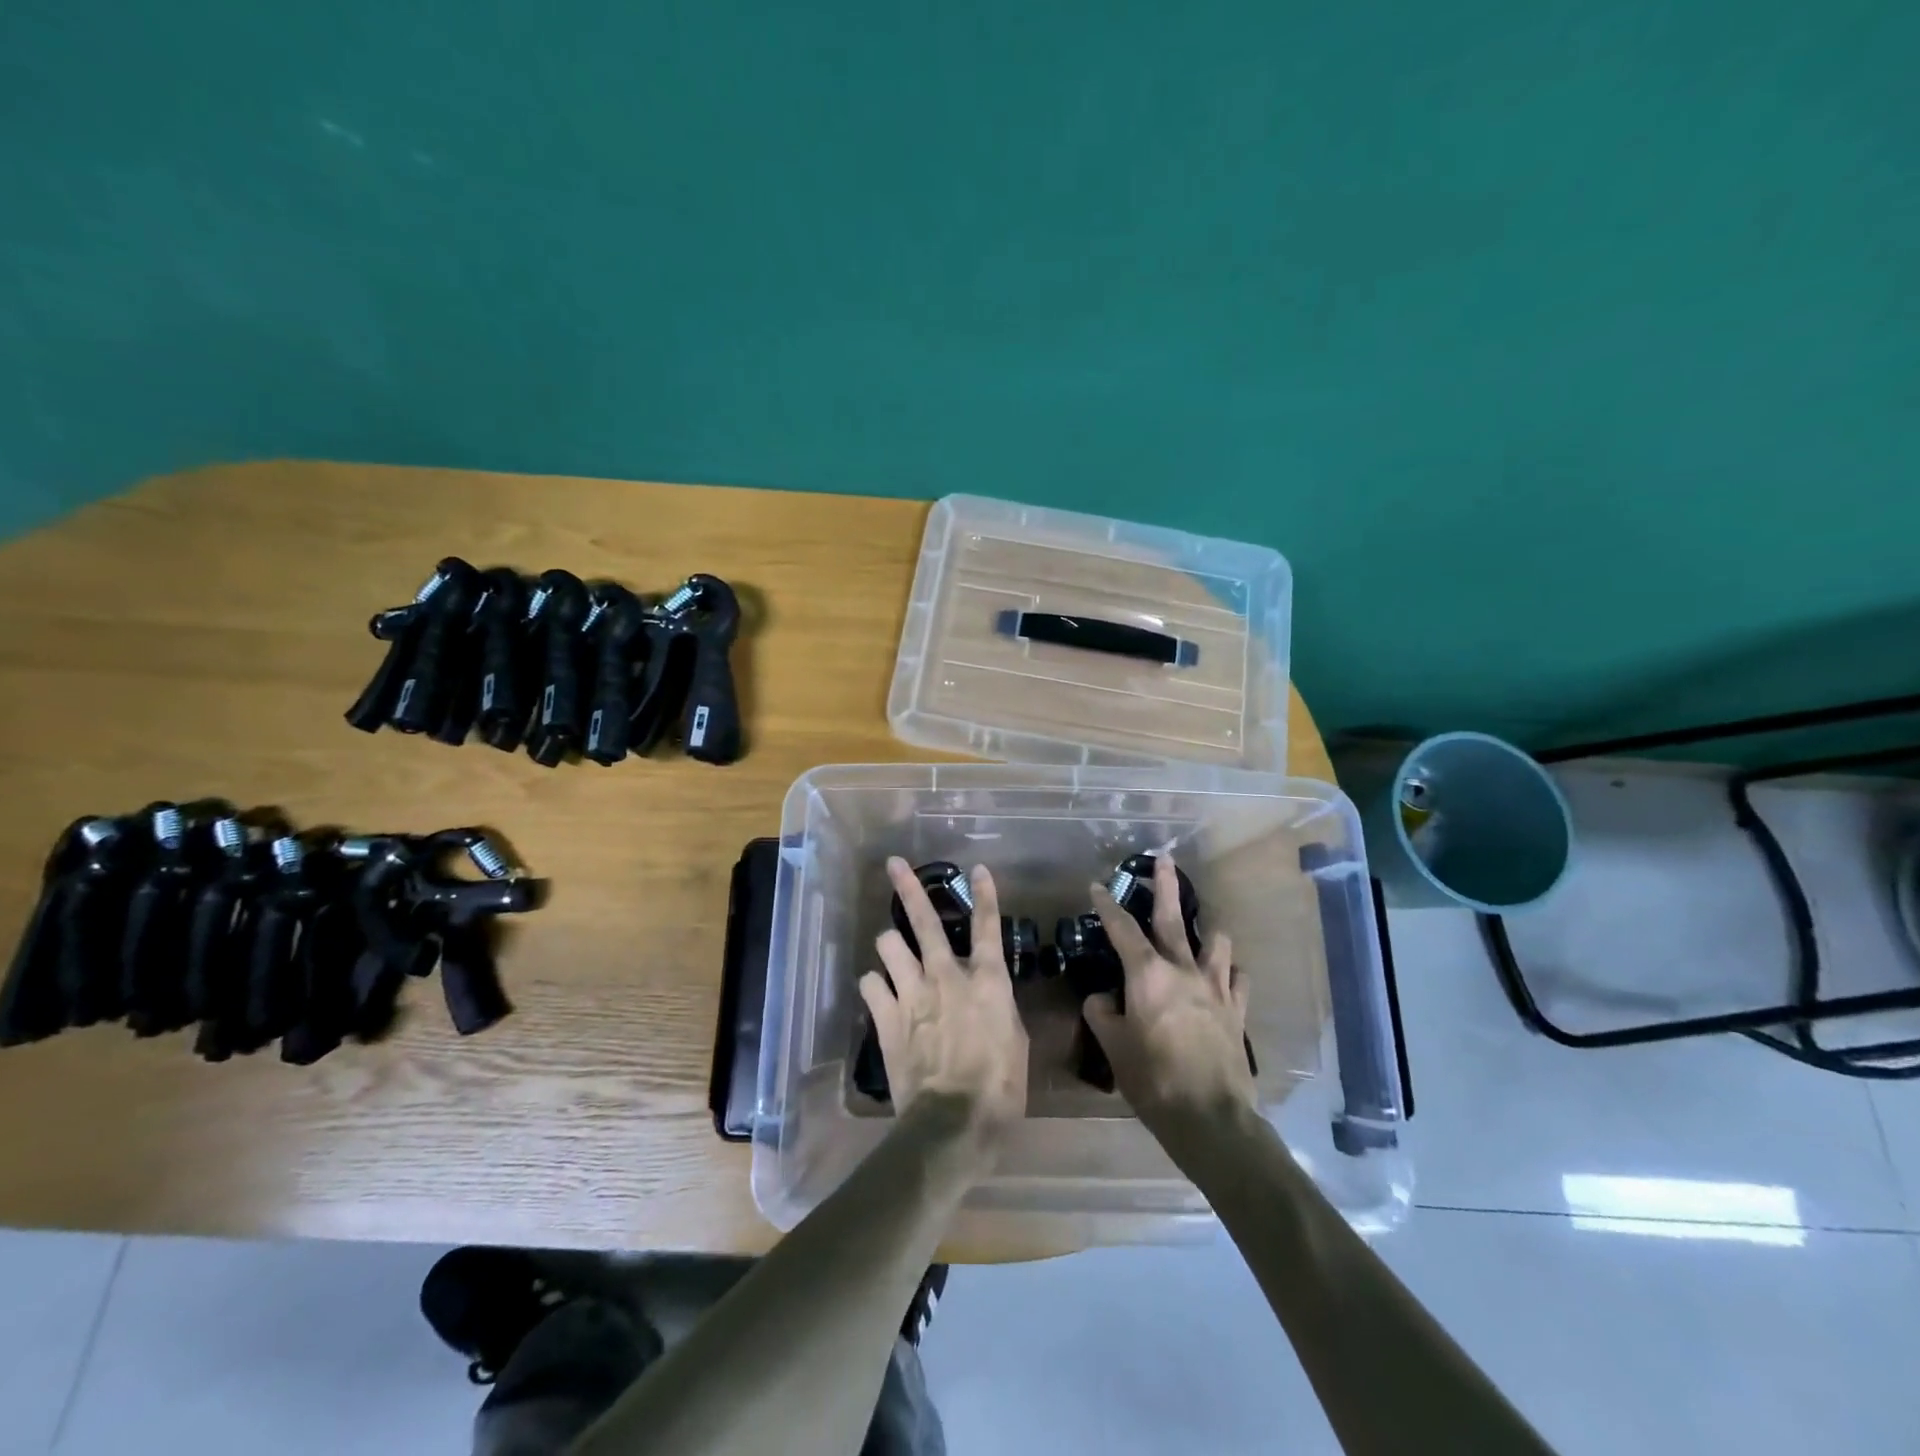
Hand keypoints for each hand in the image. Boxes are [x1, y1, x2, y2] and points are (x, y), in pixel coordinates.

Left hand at [860, 858, 1028, 1145]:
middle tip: (894, 863)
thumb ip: (998, 1009)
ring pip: (888, 945)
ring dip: (890, 945)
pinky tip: (879, 993)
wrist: (953, 1123)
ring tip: (892, 952)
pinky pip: (870, 984)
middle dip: (908, 887)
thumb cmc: (1000, 1088)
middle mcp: (946, 976)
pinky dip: (875, 985)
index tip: (978, 869)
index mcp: (987, 981)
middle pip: (925, 921)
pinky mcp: (886, 1018)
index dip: (985, 895)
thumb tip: (988, 997)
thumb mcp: (1015, 1043)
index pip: (988, 927)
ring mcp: (912, 994)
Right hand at [1083, 853, 1253, 1124]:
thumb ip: (1102, 1014)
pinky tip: (1226, 977)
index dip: (1106, 904)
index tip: (1096, 885)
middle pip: (1173, 917)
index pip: (1122, 928)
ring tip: (1202, 930)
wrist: (1209, 1117)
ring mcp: (1216, 987)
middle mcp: (1183, 969)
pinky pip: (1239, 979)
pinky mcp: (1237, 1010)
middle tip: (1165, 859)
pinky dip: (1231, 972)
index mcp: (1147, 974)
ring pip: (1216, 942)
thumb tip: (1103, 999)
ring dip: (1207, 931)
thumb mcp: (1113, 1047)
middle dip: (1166, 885)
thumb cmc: (1152, 1078)